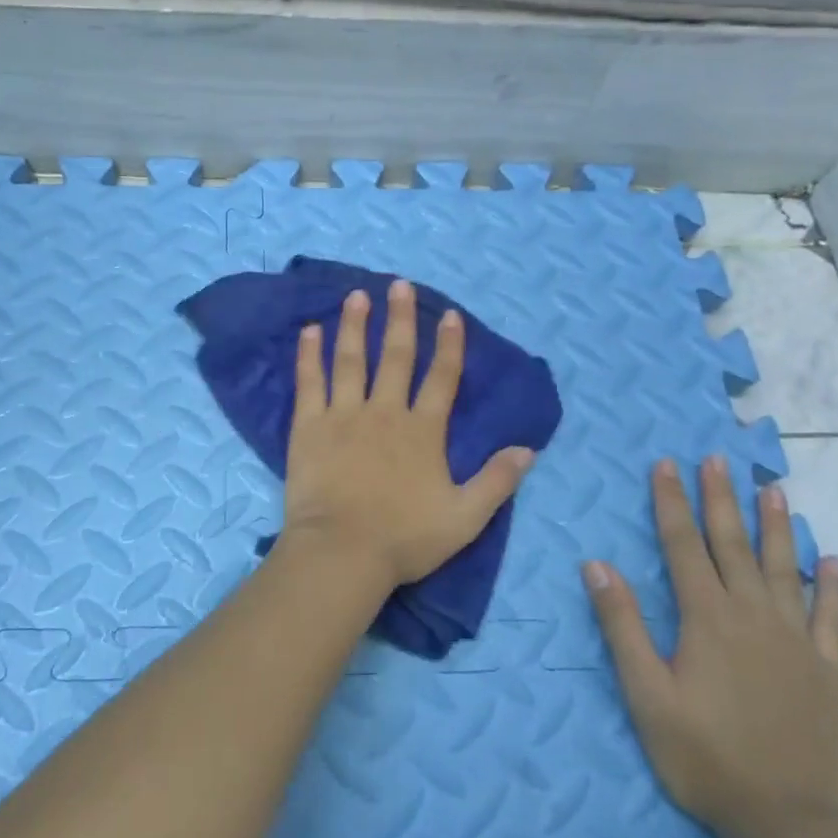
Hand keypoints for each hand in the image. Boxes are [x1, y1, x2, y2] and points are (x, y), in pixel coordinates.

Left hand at [282, 281, 536, 587]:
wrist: (342, 552)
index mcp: (423, 431)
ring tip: (357, 295)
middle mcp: (384, 412)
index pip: (441, 379)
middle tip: (399, 285)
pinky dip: (309, 355)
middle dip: (400, 319)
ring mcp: (344, 415)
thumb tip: (528, 449)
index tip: (450, 316)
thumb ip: (496, 481)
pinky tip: (309, 331)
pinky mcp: (309, 426)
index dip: (449, 346)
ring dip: (355, 325)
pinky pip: (310, 382)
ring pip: (351, 360)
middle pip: (396, 357)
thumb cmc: (404, 538)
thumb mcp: (465, 518)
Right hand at [584, 456, 837, 837]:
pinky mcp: (828, 668)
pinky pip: (831, 614)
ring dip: (775, 525)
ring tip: (772, 488)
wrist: (792, 823)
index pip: (684, 545)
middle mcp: (753, 615)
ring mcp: (796, 640)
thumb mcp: (646, 694)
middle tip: (716, 459)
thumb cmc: (705, 756)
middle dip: (720, 498)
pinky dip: (829, 583)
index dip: (671, 502)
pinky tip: (828, 558)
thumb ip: (622, 625)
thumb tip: (596, 564)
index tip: (666, 465)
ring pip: (782, 568)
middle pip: (732, 544)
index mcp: (706, 618)